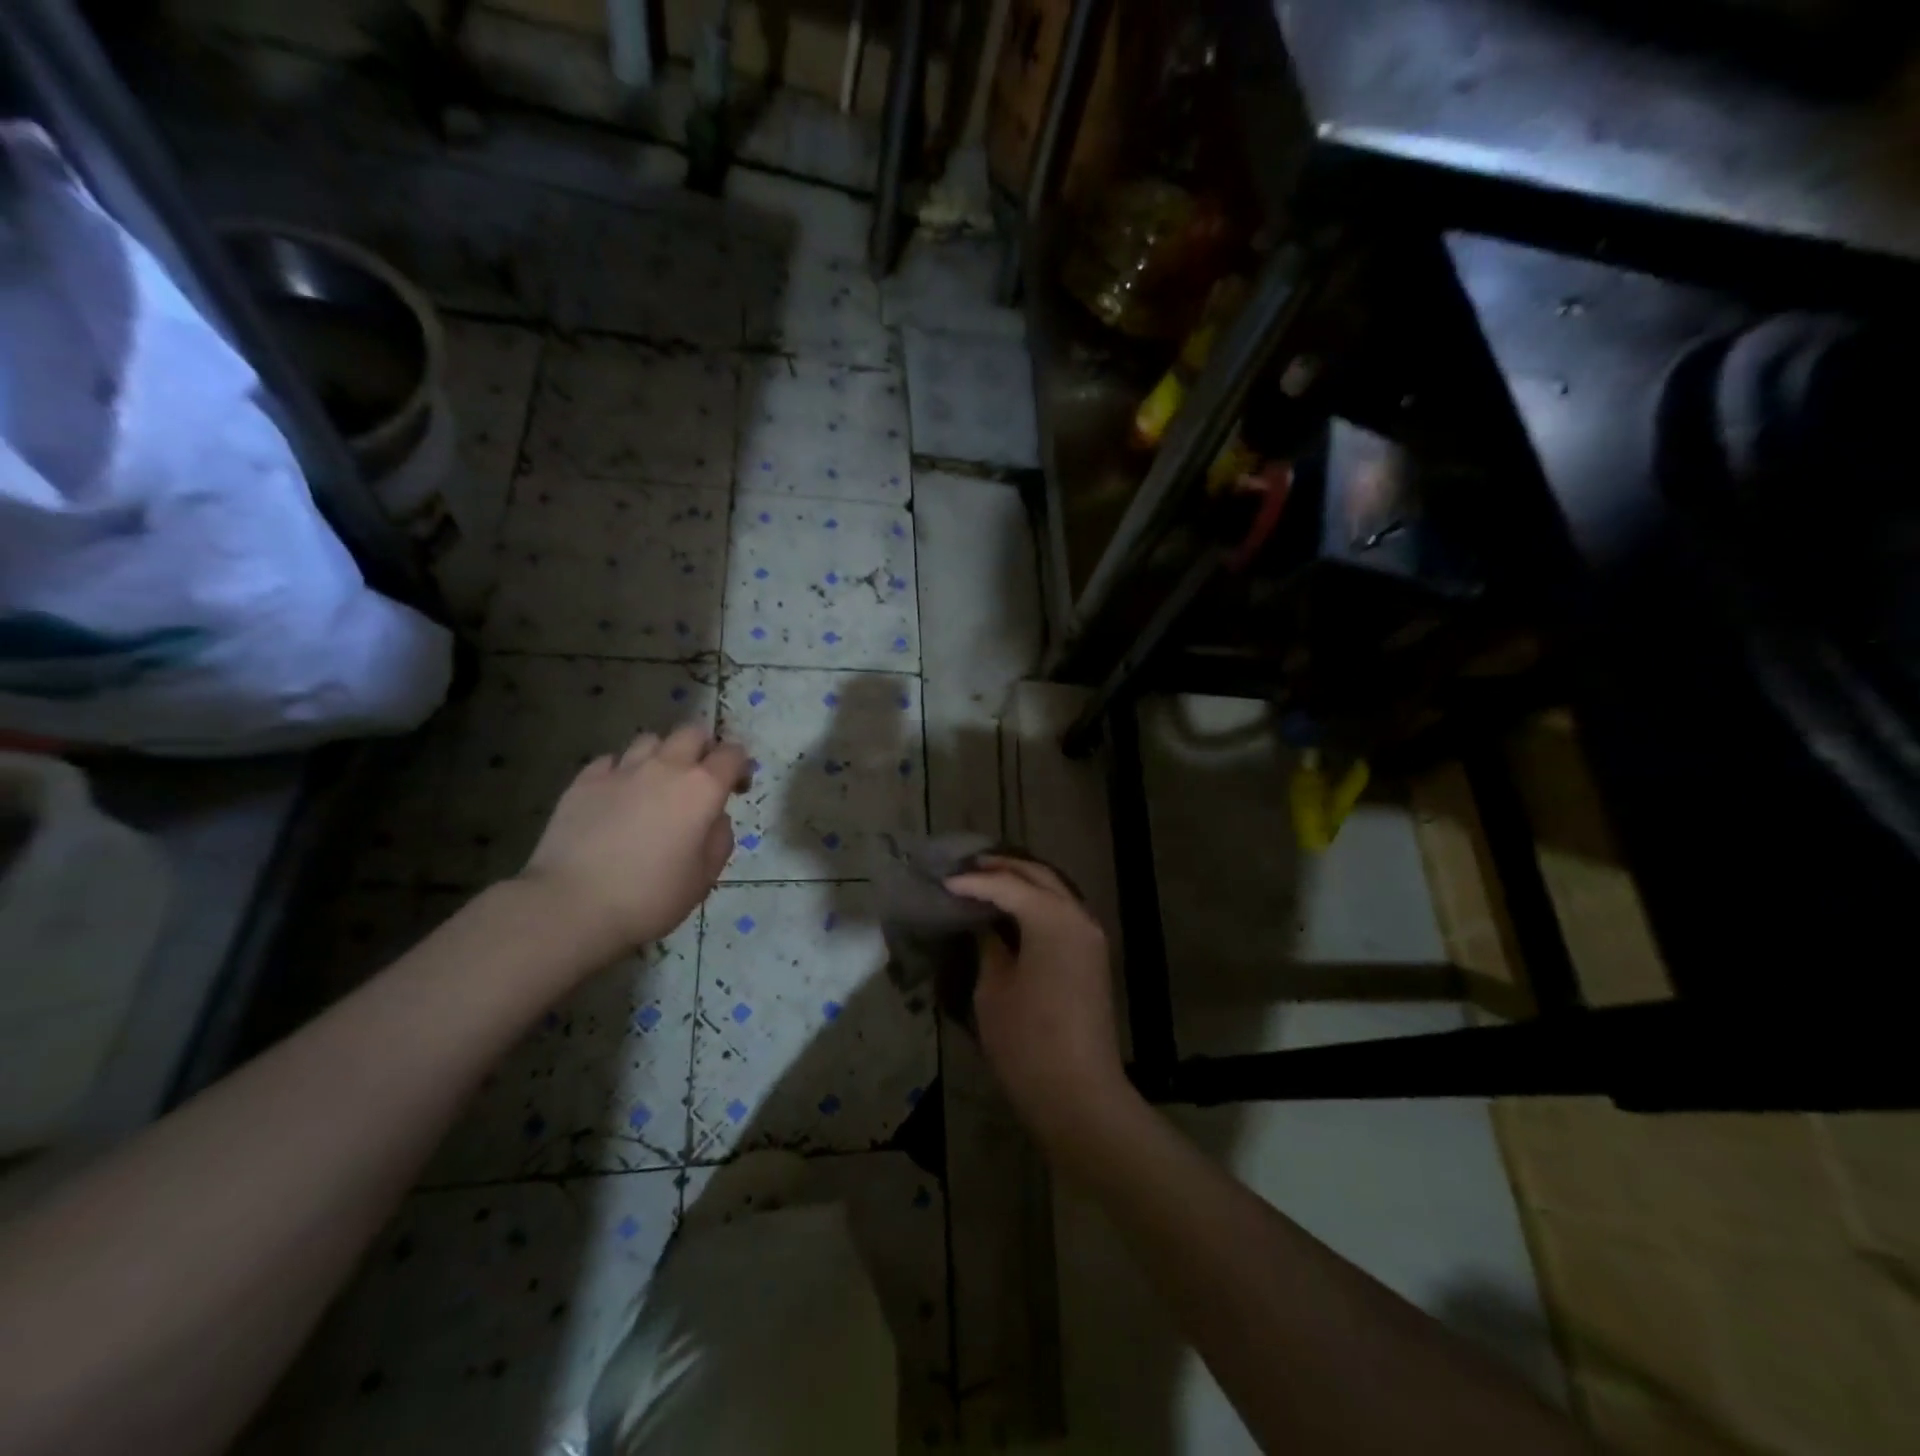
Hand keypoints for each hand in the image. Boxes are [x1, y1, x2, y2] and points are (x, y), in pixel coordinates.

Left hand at [518, 724, 746, 965]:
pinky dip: (621, 770)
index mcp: (702, 789)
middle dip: (703, 748)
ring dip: (661, 755)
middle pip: (692, 732)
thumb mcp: (704, 877)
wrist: (573, 905)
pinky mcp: (584, 780)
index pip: (732, 754)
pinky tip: (617, 794)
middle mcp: (665, 767)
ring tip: (656, 782)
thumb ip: (719, 838)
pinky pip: (611, 760)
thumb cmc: (651, 896)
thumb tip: (714, 818)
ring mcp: (621, 770)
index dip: (740, 765)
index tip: (736, 788)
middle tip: (699, 777)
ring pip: (650, 740)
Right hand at [944, 857, 1139, 1168]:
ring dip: (1022, 880)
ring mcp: (1090, 936)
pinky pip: (1063, 911)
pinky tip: (1013, 908)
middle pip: (1038, 876)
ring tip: (986, 879)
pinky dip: (1038, 901)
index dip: (973, 882)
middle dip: (1002, 867)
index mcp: (1053, 920)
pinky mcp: (1092, 955)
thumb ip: (989, 946)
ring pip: (1055, 890)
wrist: (1080, 1094)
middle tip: (966, 867)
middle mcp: (1078, 916)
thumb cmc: (1028, 1042)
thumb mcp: (994, 990)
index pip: (1007, 885)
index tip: (942, 881)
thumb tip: (984, 924)